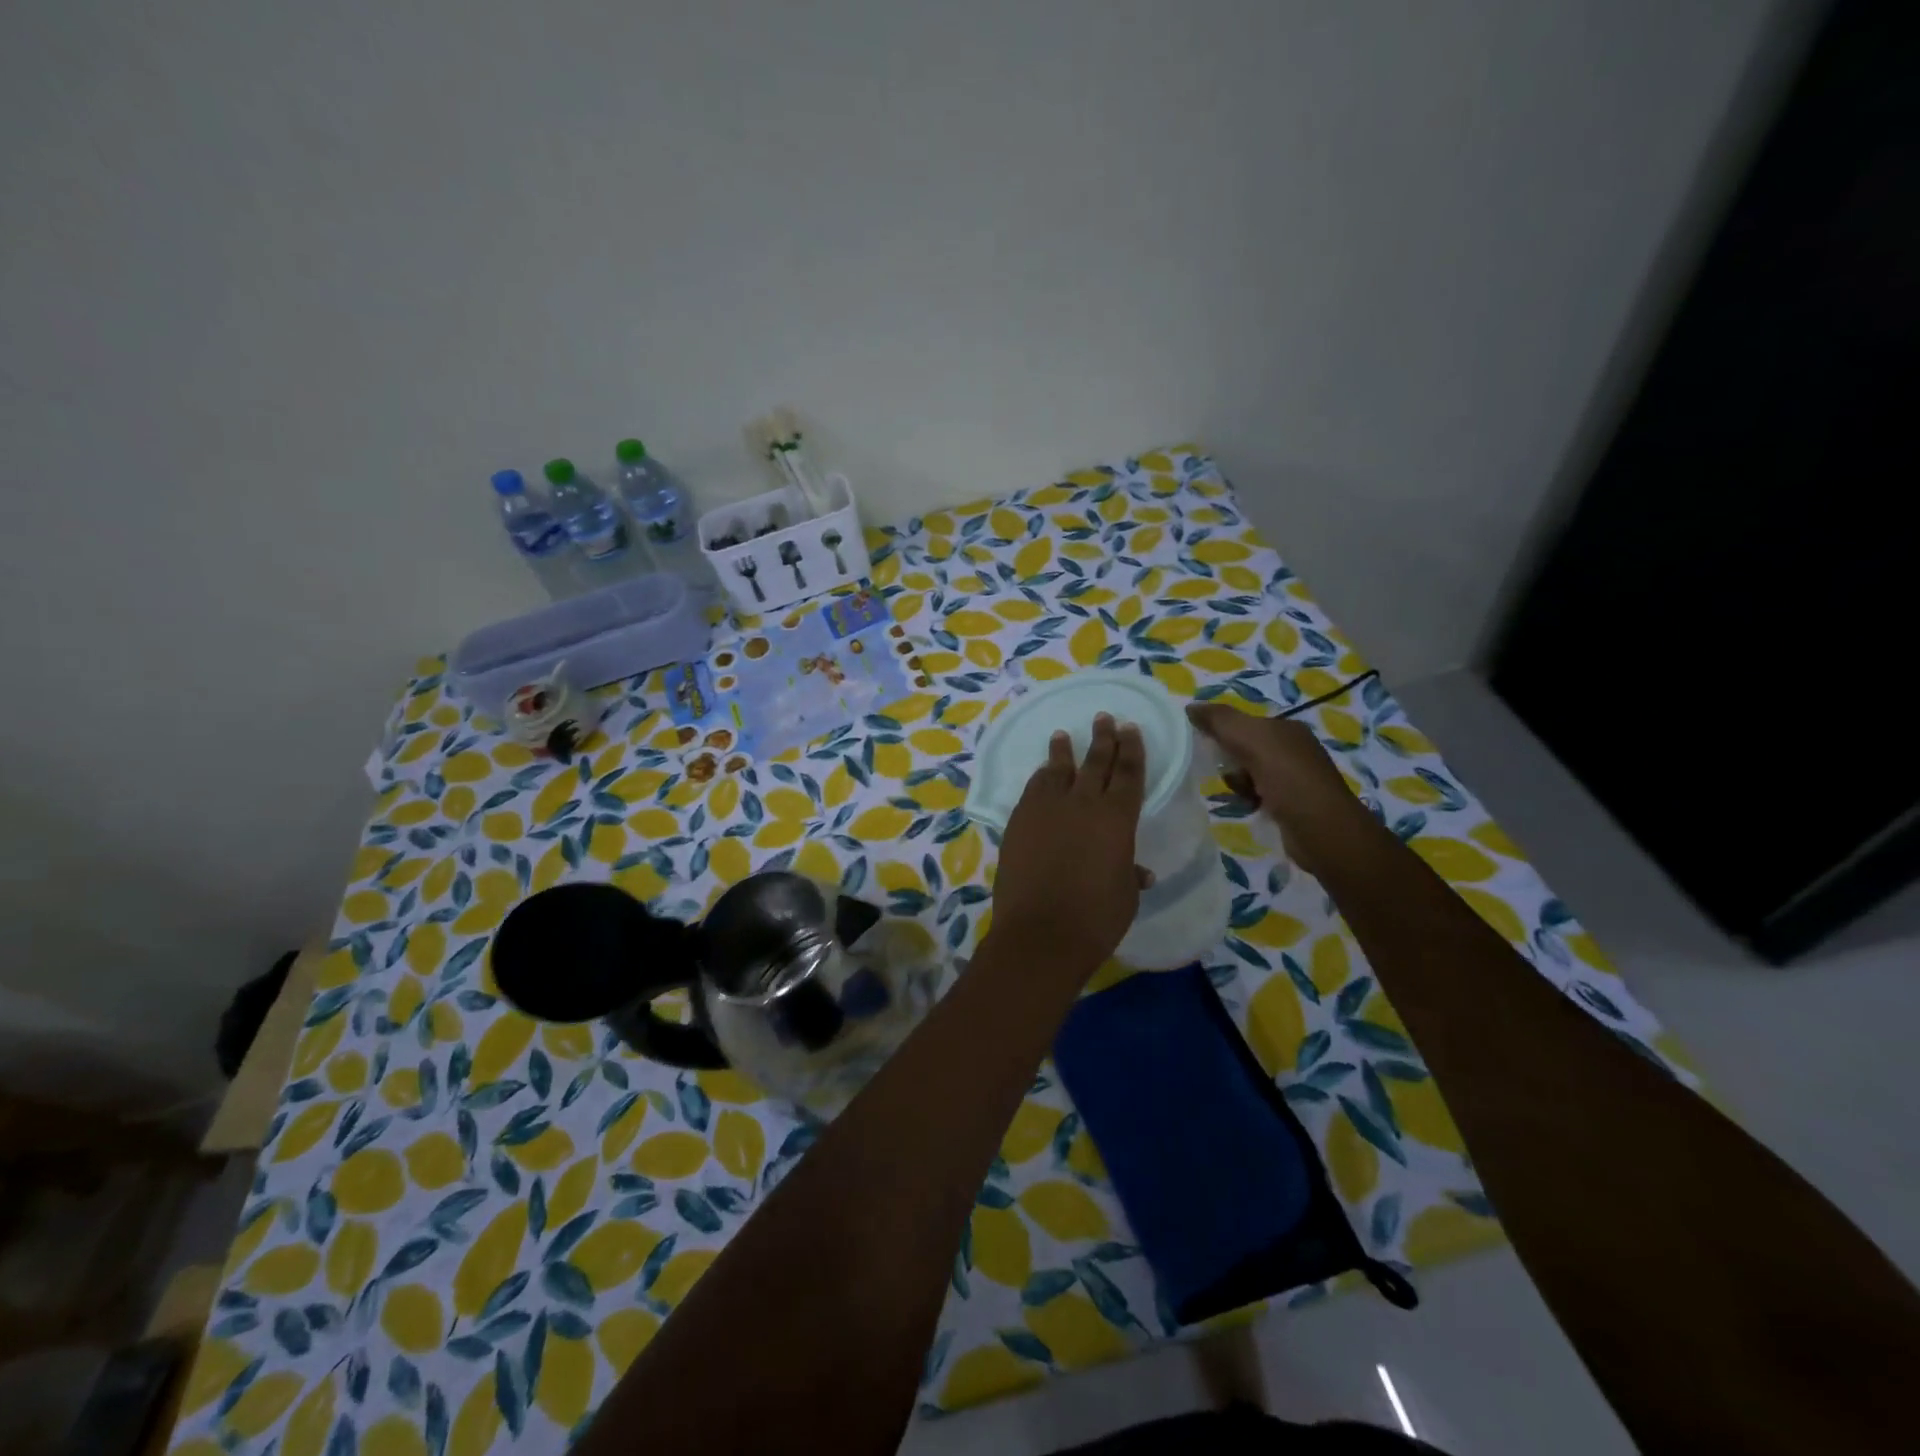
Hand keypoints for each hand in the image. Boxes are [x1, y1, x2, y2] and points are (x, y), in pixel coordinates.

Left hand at [989, 713, 1148, 978]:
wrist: (1041, 933)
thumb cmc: (1096, 918)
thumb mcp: (1124, 896)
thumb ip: (1130, 874)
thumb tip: (1138, 871)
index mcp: (1117, 818)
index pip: (1128, 773)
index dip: (1131, 749)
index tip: (1130, 728)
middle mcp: (1083, 804)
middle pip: (1095, 762)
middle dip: (1103, 738)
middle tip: (1105, 718)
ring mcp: (1046, 809)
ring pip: (1058, 770)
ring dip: (1063, 752)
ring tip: (1063, 735)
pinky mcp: (1019, 821)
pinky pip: (1033, 789)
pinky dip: (1040, 778)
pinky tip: (1042, 773)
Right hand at [1186, 703, 1366, 875]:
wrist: (1322, 830)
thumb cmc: (1287, 778)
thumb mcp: (1250, 739)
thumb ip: (1220, 720)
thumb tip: (1190, 707)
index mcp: (1288, 728)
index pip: (1246, 723)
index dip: (1224, 732)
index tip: (1207, 747)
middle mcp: (1295, 749)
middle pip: (1246, 748)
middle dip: (1231, 761)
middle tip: (1227, 774)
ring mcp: (1296, 778)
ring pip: (1251, 773)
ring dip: (1238, 783)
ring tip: (1240, 794)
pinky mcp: (1293, 804)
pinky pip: (1260, 795)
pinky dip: (1250, 800)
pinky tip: (1248, 807)